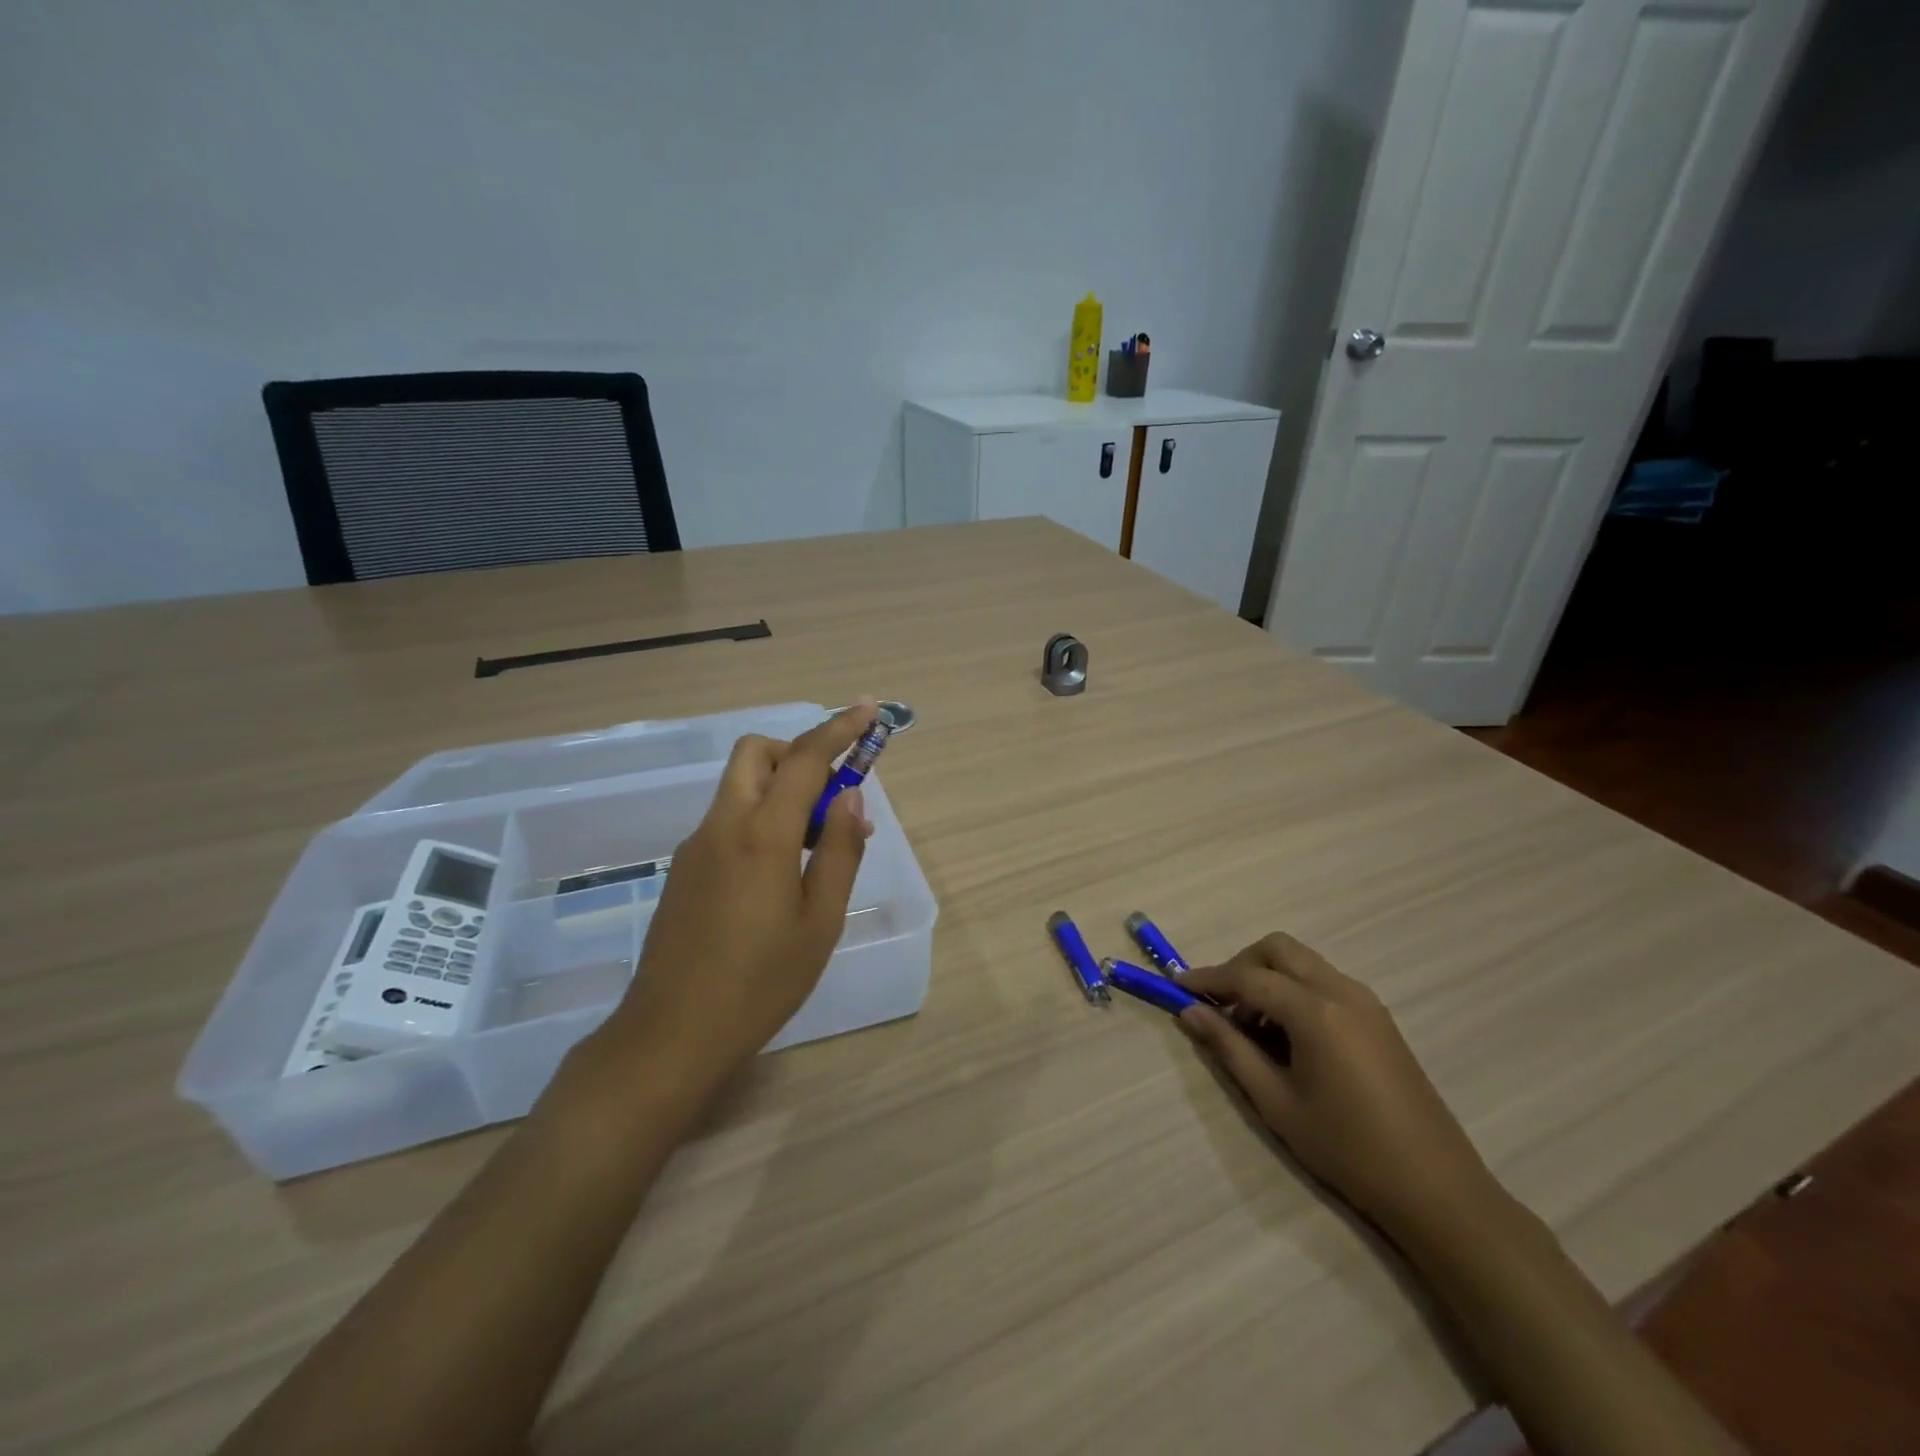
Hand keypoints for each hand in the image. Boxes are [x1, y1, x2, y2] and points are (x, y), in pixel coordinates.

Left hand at [595, 702, 878, 1104]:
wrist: (670, 1035)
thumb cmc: (760, 982)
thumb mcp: (819, 921)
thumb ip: (840, 851)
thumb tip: (852, 799)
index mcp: (763, 834)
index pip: (805, 759)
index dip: (839, 729)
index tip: (868, 709)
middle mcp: (723, 826)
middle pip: (756, 754)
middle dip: (798, 753)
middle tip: (831, 796)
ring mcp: (696, 846)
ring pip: (740, 787)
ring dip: (781, 791)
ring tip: (816, 849)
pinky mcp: (684, 869)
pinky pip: (729, 820)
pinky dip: (761, 820)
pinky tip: (778, 877)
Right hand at [1179, 933, 1503, 1242]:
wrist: (1436, 1189)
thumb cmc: (1347, 1149)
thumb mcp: (1276, 1101)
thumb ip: (1229, 1049)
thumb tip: (1189, 1012)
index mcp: (1316, 1011)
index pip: (1248, 977)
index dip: (1208, 979)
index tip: (1176, 987)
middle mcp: (1342, 991)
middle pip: (1278, 949)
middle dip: (1241, 966)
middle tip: (1219, 1004)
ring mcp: (1366, 1002)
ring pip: (1303, 963)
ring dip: (1268, 979)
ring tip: (1250, 1028)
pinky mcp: (1379, 1019)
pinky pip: (1324, 983)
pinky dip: (1295, 992)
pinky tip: (1287, 1037)